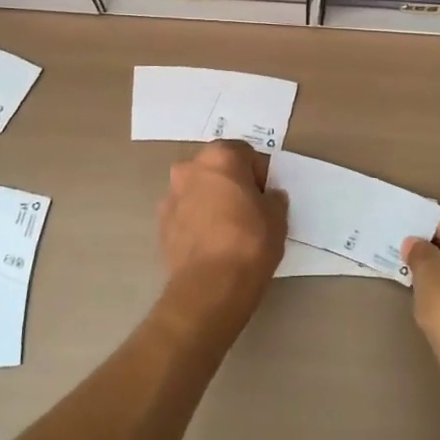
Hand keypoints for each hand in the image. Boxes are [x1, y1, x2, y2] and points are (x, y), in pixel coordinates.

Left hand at [154, 141, 286, 340]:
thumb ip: (273, 198)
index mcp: (220, 157)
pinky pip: (184, 214)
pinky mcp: (161, 223)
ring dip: (210, 201)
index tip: (265, 196)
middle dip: (230, 183)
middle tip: (247, 210)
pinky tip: (209, 245)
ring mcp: (171, 196)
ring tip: (226, 231)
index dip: (258, 174)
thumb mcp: (277, 217)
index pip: (245, 153)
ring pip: (197, 190)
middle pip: (216, 169)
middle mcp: (190, 168)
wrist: (211, 285)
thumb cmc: (250, 241)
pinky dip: (195, 222)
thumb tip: (268, 197)